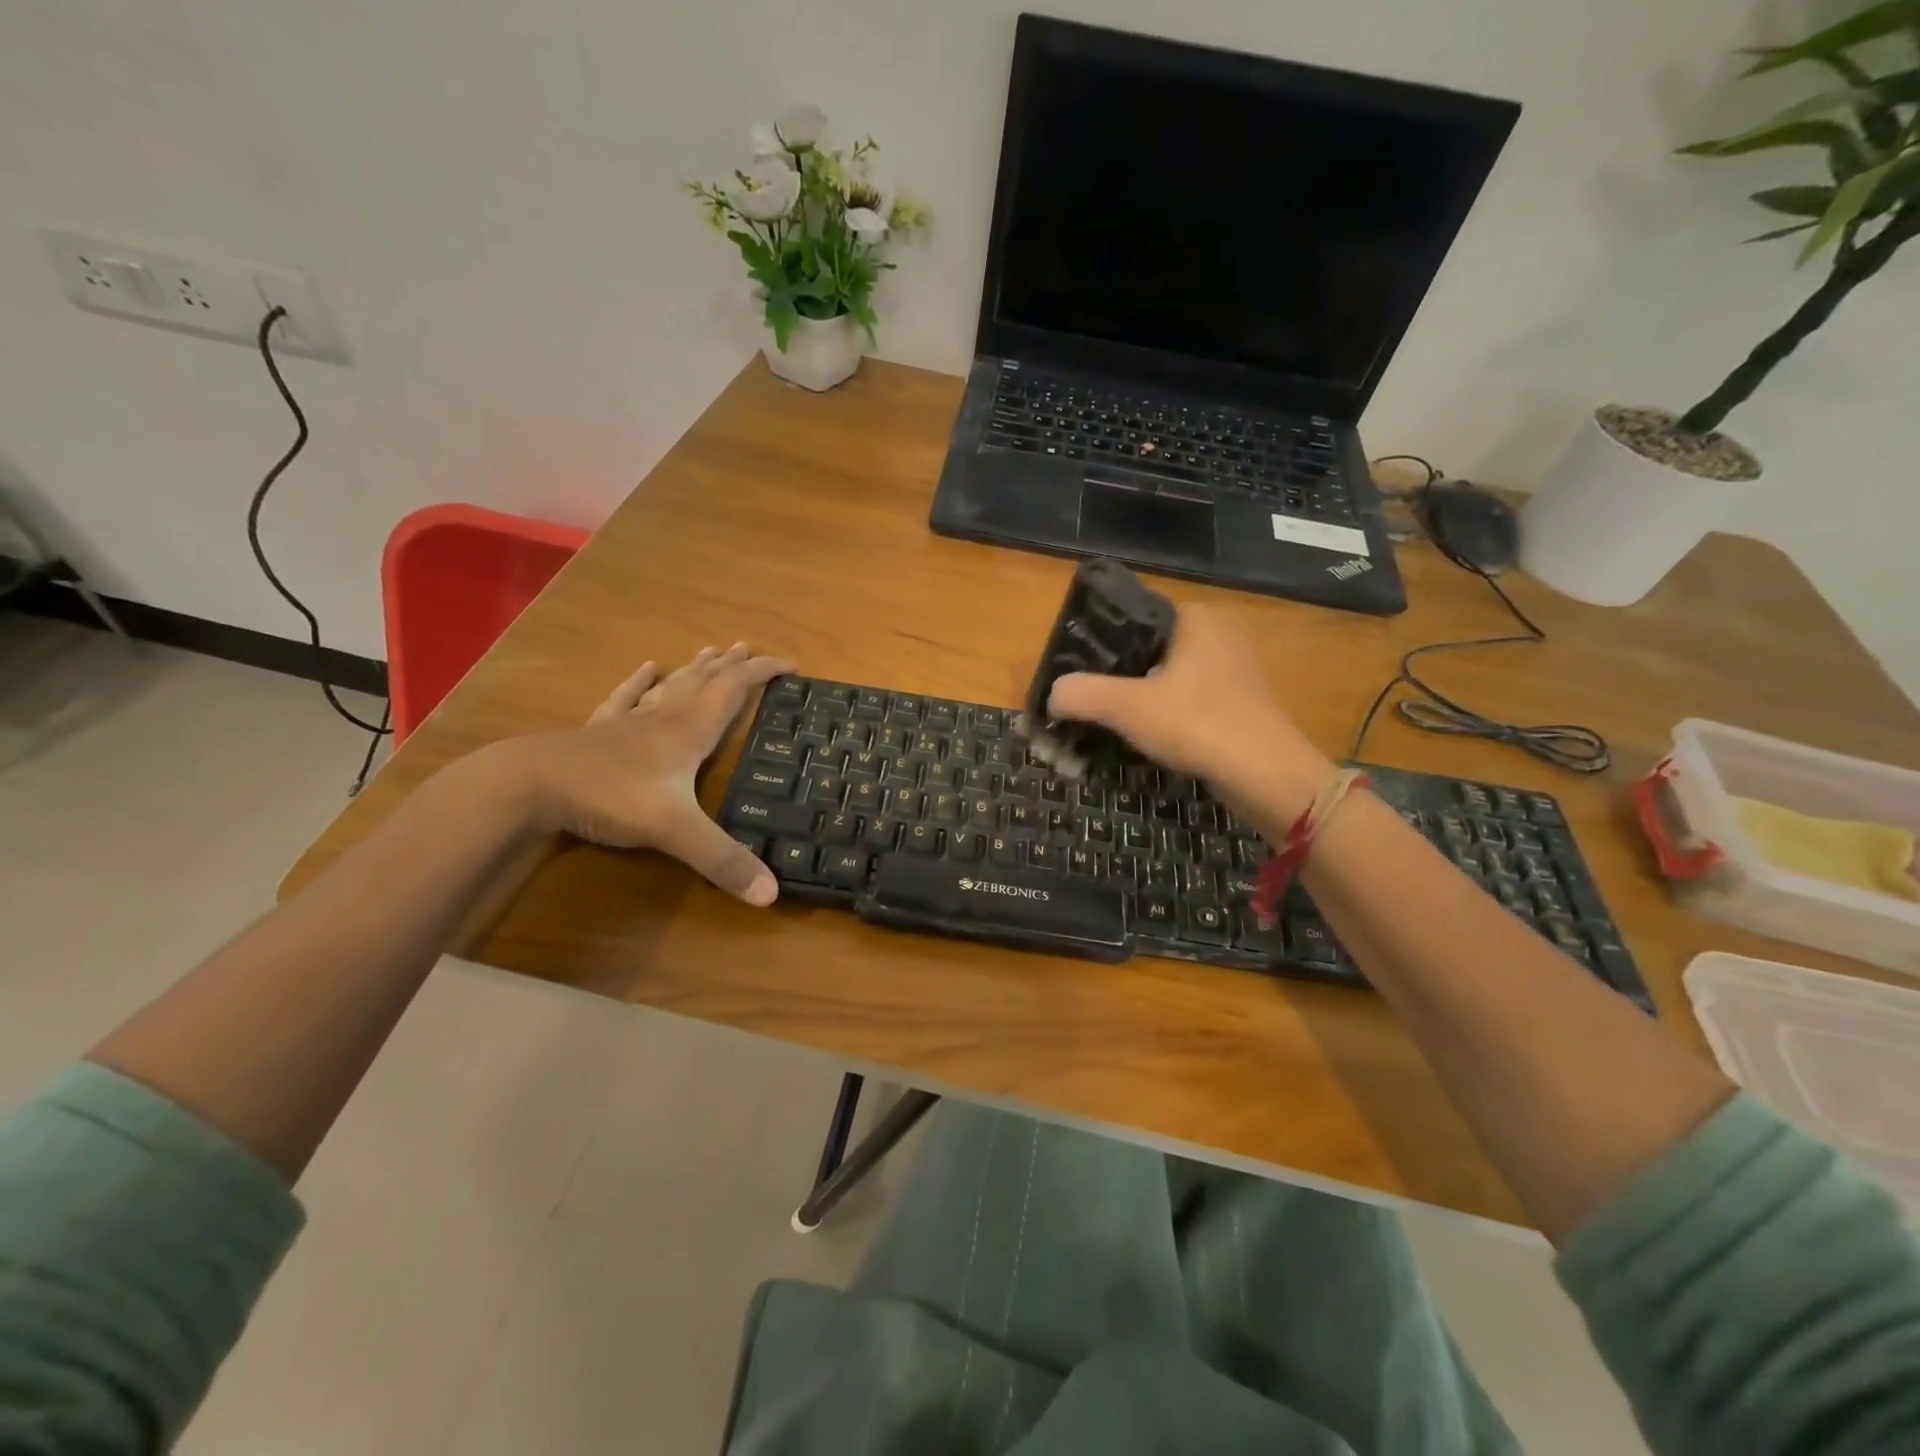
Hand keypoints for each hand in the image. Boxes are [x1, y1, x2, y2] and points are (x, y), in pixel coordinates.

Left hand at [507, 643, 794, 903]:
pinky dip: (639, 683)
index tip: (792, 664)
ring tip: (710, 651)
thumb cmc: (611, 797)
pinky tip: (646, 669)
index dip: (764, 673)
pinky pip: (626, 699)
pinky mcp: (599, 732)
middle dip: (730, 666)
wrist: (531, 784)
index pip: (735, 690)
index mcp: (689, 731)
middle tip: (748, 649)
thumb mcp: (675, 831)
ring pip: (670, 687)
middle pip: (704, 682)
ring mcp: (629, 722)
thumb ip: (722, 860)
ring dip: (694, 669)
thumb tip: (771, 895)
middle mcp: (664, 718)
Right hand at [1047, 606, 1332, 816]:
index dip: (1098, 645)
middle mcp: (1217, 634)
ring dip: (1140, 699)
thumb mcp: (1127, 707)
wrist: (1268, 775)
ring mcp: (1233, 669)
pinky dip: (1166, 715)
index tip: (1075, 674)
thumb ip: (1081, 694)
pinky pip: (1189, 700)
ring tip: (1109, 722)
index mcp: (1194, 618)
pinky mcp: (1240, 703)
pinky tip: (1148, 737)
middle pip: (1147, 650)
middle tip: (1087, 702)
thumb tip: (1052, 695)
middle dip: (1116, 676)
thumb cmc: (1198, 725)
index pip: (1131, 618)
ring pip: (1168, 678)